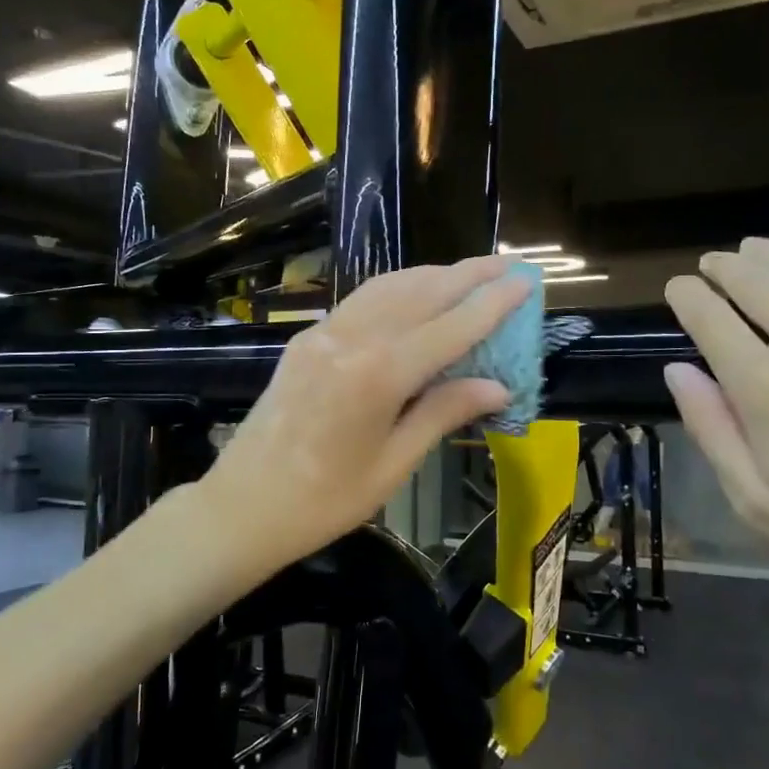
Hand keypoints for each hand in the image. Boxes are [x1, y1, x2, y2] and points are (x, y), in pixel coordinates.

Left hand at [204, 255, 529, 571]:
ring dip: (432, 274)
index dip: (492, 303)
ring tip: (469, 273)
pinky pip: (361, 301)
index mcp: (379, 375)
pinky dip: (396, 288)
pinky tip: (414, 293)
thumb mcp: (393, 464)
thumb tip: (497, 386)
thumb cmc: (324, 501)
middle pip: (421, 292)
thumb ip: (443, 413)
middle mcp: (352, 339)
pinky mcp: (306, 339)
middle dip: (468, 274)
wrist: (242, 505)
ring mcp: (324, 334)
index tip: (526, 280)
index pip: (450, 327)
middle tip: (508, 263)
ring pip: (388, 287)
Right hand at [663, 238, 768, 625]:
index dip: (686, 296)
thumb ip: (712, 431)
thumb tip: (678, 370)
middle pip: (754, 280)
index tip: (678, 290)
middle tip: (711, 264)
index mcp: (765, 389)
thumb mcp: (760, 505)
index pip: (708, 317)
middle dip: (723, 267)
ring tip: (754, 249)